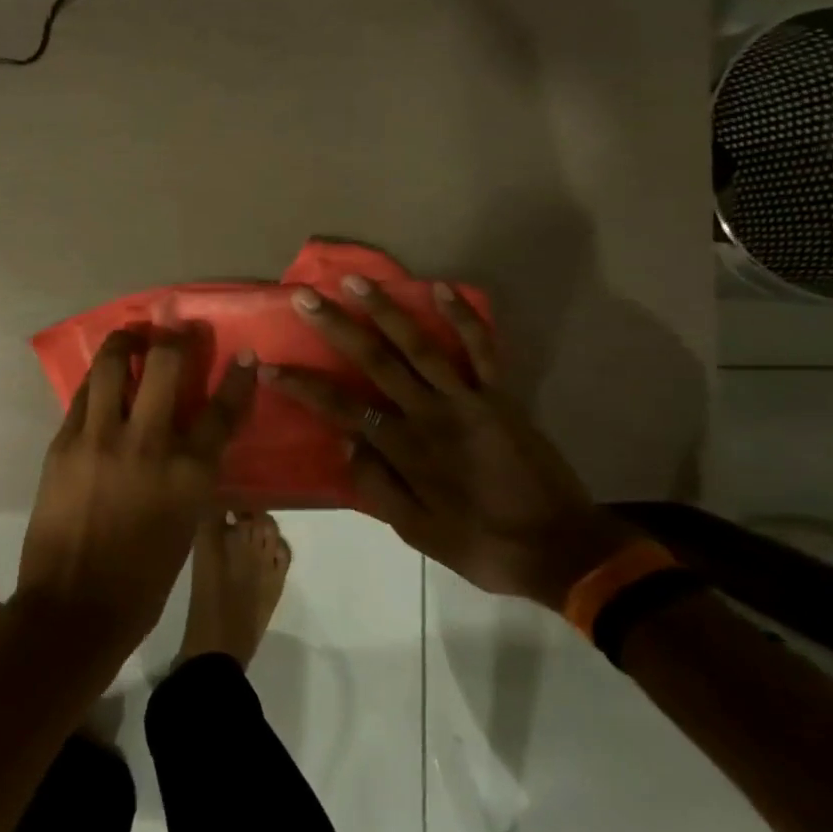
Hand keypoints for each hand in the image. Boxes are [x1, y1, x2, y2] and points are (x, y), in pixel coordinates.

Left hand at [16, 326, 256, 662]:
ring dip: (127, 340)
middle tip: (174, 323)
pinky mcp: (65, 442)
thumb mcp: (185, 524)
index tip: (243, 354)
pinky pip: (84, 395)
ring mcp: (101, 438)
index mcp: (190, 473)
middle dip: (175, 335)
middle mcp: (149, 443)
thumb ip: (190, 473)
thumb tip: (189, 438)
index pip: (223, 411)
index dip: (238, 378)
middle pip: (167, 364)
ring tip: (132, 335)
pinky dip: (98, 380)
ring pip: (115, 364)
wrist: (74, 608)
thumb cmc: (142, 580)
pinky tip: (103, 378)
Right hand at [264, 278, 634, 610]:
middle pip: (375, 362)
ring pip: (420, 346)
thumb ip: (378, 488)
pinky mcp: (500, 396)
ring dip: (386, 310)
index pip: (341, 409)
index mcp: (406, 450)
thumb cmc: (484, 546)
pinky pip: (481, 350)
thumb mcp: (419, 534)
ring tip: (356, 281)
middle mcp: (430, 415)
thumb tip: (344, 443)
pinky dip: (463, 318)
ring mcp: (468, 400)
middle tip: (305, 299)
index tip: (268, 367)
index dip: (302, 387)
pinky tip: (441, 288)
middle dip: (337, 328)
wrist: (564, 550)